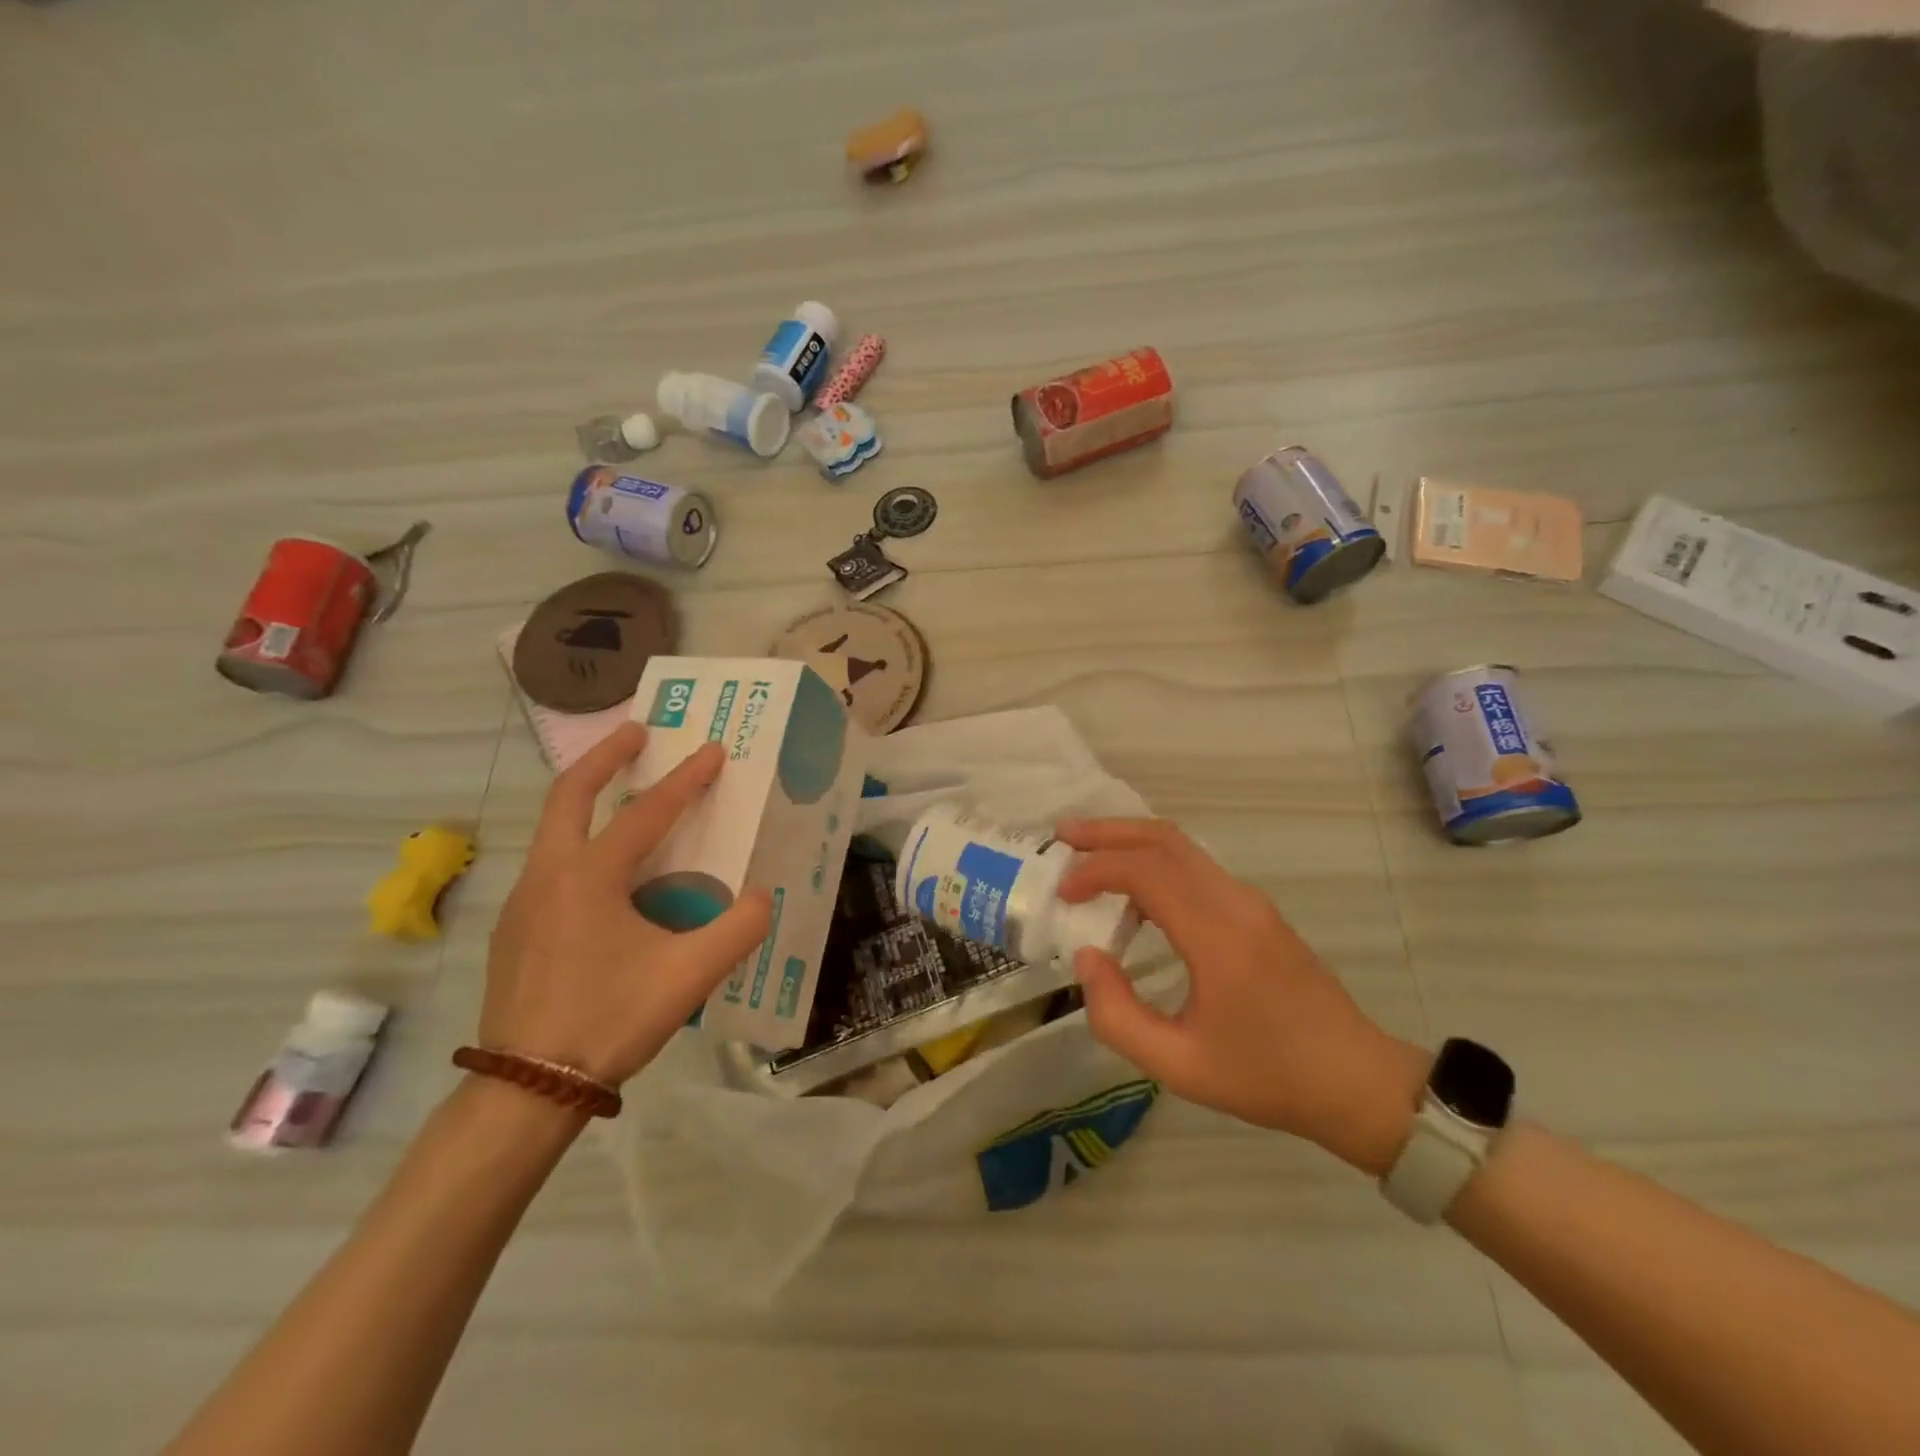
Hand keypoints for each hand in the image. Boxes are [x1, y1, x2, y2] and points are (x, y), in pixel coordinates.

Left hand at [479, 723, 772, 1084]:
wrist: (527, 1088)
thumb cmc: (611, 1019)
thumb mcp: (690, 975)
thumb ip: (739, 928)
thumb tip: (762, 895)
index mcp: (589, 877)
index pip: (646, 812)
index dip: (686, 779)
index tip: (713, 749)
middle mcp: (549, 875)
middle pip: (570, 794)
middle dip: (604, 756)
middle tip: (636, 731)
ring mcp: (523, 903)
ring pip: (553, 829)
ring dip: (587, 799)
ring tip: (623, 794)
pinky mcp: (514, 930)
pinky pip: (550, 866)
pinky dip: (579, 843)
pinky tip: (606, 876)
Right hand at [1056, 818, 1428, 1174]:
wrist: (1356, 1081)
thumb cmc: (1266, 1077)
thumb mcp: (1179, 1065)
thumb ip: (1117, 1014)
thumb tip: (1087, 956)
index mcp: (1218, 936)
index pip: (1147, 871)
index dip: (1096, 870)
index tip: (1063, 892)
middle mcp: (1236, 903)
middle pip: (1165, 839)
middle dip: (1108, 832)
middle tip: (1063, 836)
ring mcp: (1251, 902)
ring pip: (1182, 847)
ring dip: (1131, 843)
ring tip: (1086, 855)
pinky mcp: (1257, 911)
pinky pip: (1197, 869)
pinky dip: (1154, 863)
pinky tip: (1132, 892)